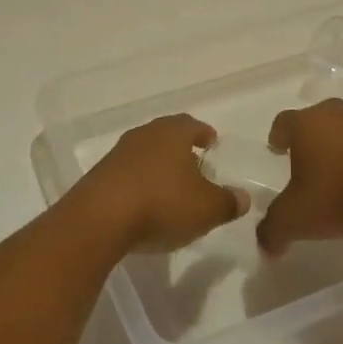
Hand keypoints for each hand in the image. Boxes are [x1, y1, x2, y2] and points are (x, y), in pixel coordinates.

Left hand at [77, 114, 249, 254]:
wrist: (99, 219)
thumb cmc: (162, 203)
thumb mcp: (207, 208)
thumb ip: (228, 202)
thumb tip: (243, 197)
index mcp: (172, 132)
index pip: (192, 124)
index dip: (204, 133)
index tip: (212, 143)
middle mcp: (144, 135)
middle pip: (166, 136)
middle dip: (181, 149)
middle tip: (195, 165)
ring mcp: (118, 154)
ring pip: (146, 154)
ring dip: (158, 167)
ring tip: (171, 187)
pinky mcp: (100, 176)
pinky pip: (127, 174)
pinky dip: (140, 184)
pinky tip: (145, 204)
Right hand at [258, 100, 342, 255]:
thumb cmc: (340, 194)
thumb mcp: (296, 220)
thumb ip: (273, 230)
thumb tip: (264, 245)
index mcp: (306, 125)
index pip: (284, 121)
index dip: (278, 134)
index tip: (277, 147)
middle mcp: (336, 114)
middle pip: (318, 117)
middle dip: (312, 135)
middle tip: (309, 158)